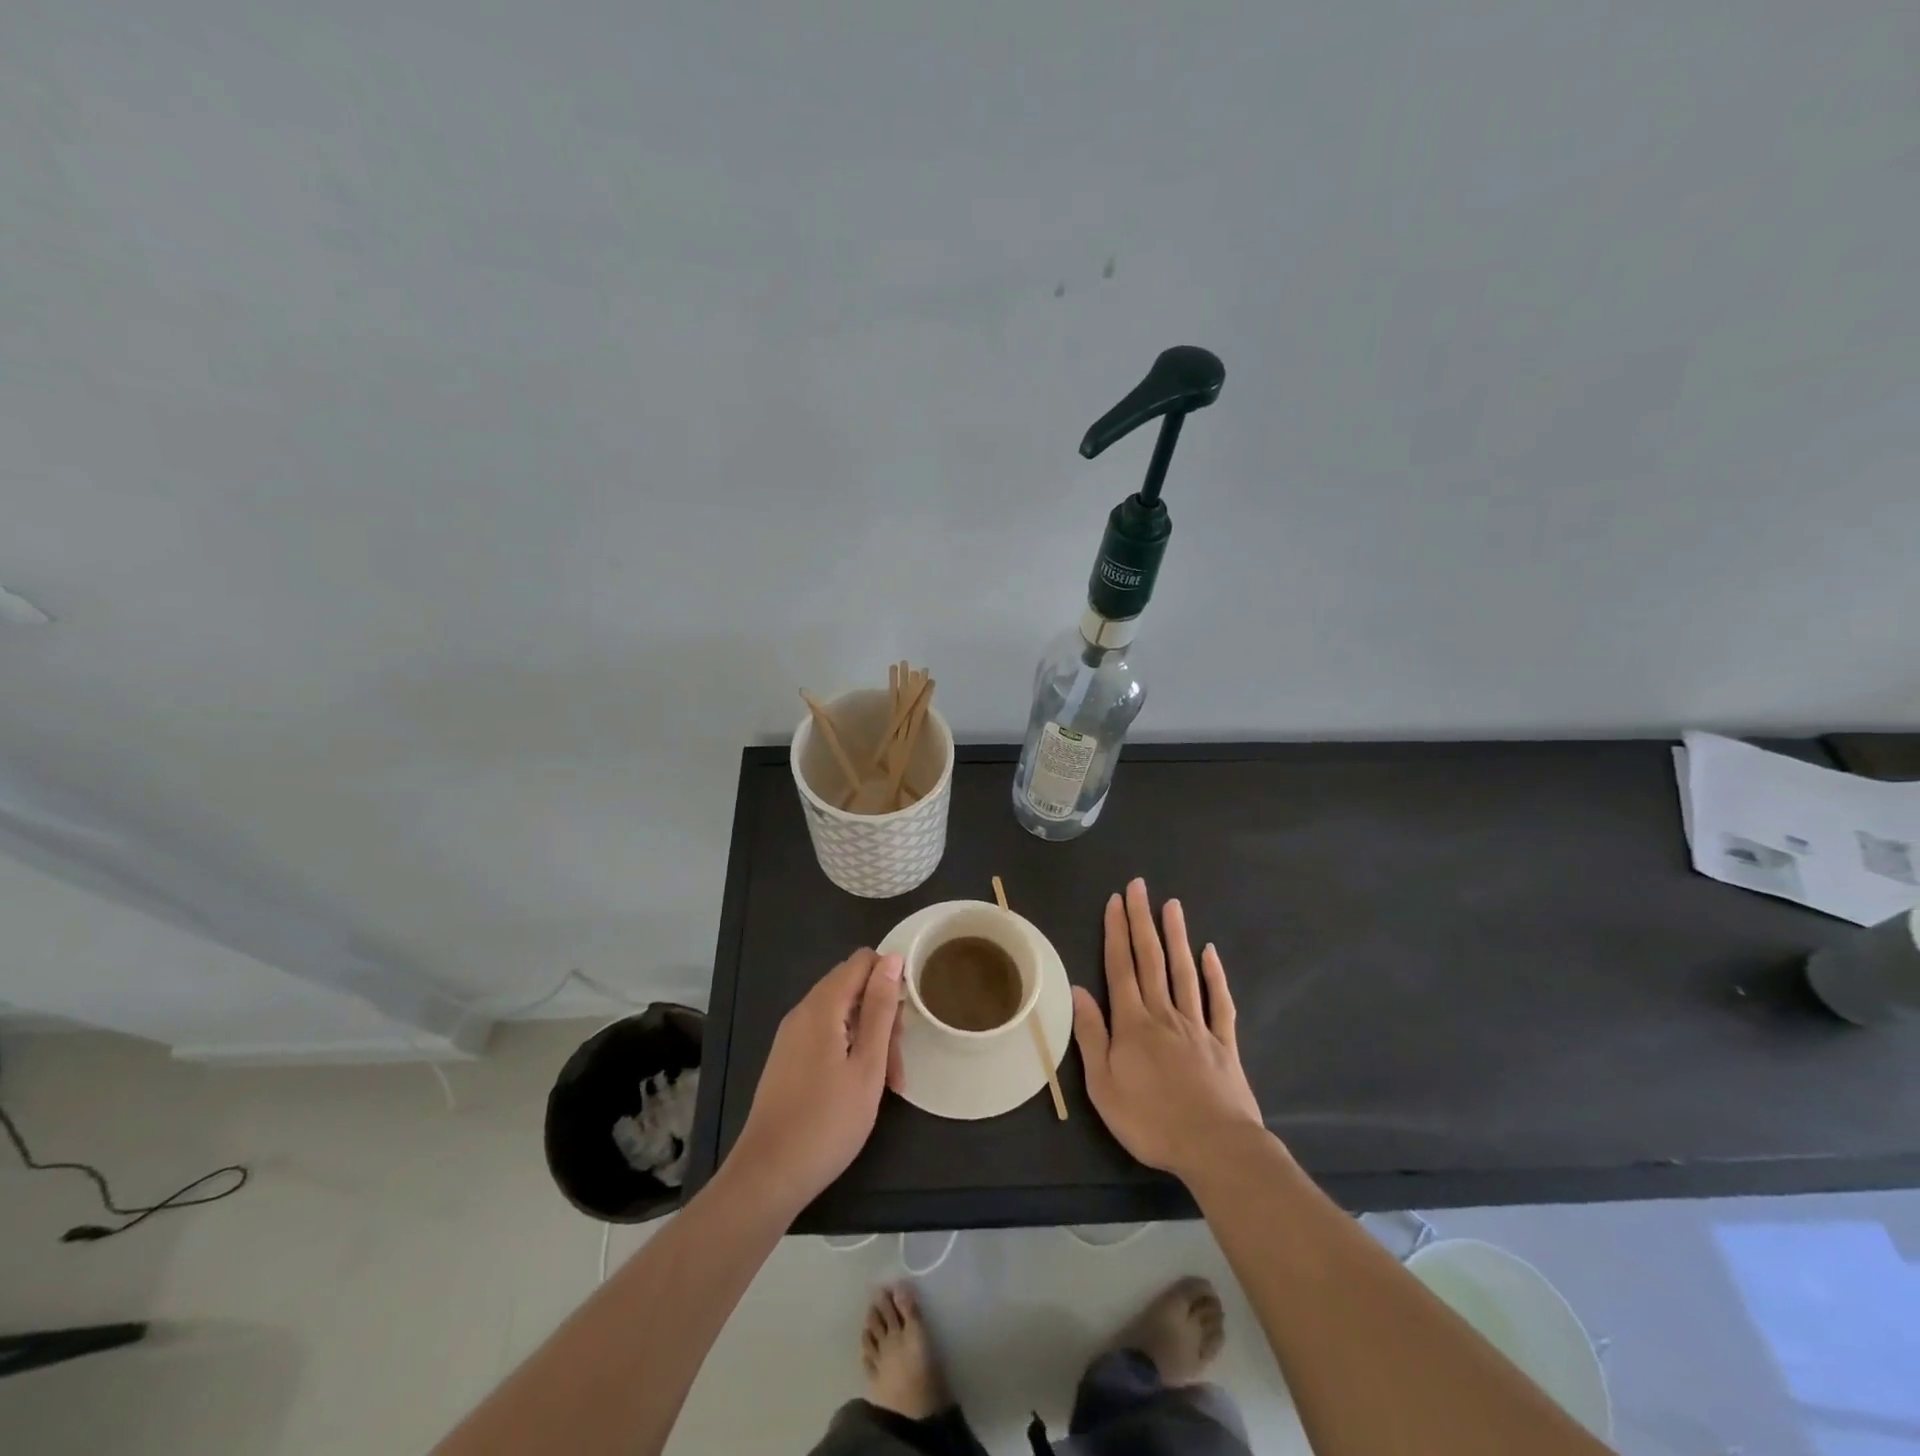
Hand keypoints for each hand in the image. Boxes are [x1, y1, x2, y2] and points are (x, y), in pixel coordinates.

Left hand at [727, 948, 904, 1211]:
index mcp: (822, 1006)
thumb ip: (880, 1008)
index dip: (890, 977)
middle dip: (883, 1014)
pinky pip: (826, 1035)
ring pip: (841, 1015)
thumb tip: (892, 958)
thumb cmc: (827, 1121)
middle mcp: (803, 1012)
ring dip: (870, 1037)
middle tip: (898, 1061)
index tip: (908, 1017)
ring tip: (888, 1083)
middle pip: (852, 987)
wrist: (768, 1175)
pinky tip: (860, 1086)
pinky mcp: (788, 1059)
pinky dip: (850, 1049)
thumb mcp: (867, 1064)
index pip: (862, 961)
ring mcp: (792, 1036)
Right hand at [1072, 879, 1263, 1181]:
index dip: (1117, 932)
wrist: (1216, 1148)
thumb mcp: (1104, 1086)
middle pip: (1152, 960)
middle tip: (1140, 887)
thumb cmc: (1151, 1121)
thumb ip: (1091, 1036)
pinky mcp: (1224, 1044)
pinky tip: (1210, 953)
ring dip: (1176, 936)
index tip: (1116, 900)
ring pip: (1184, 972)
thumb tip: (1078, 990)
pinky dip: (1214, 976)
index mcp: (1133, 1024)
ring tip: (1172, 905)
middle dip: (1143, 921)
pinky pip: (1219, 1002)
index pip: (1121, 967)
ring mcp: (1198, 1026)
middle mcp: (1164, 1014)